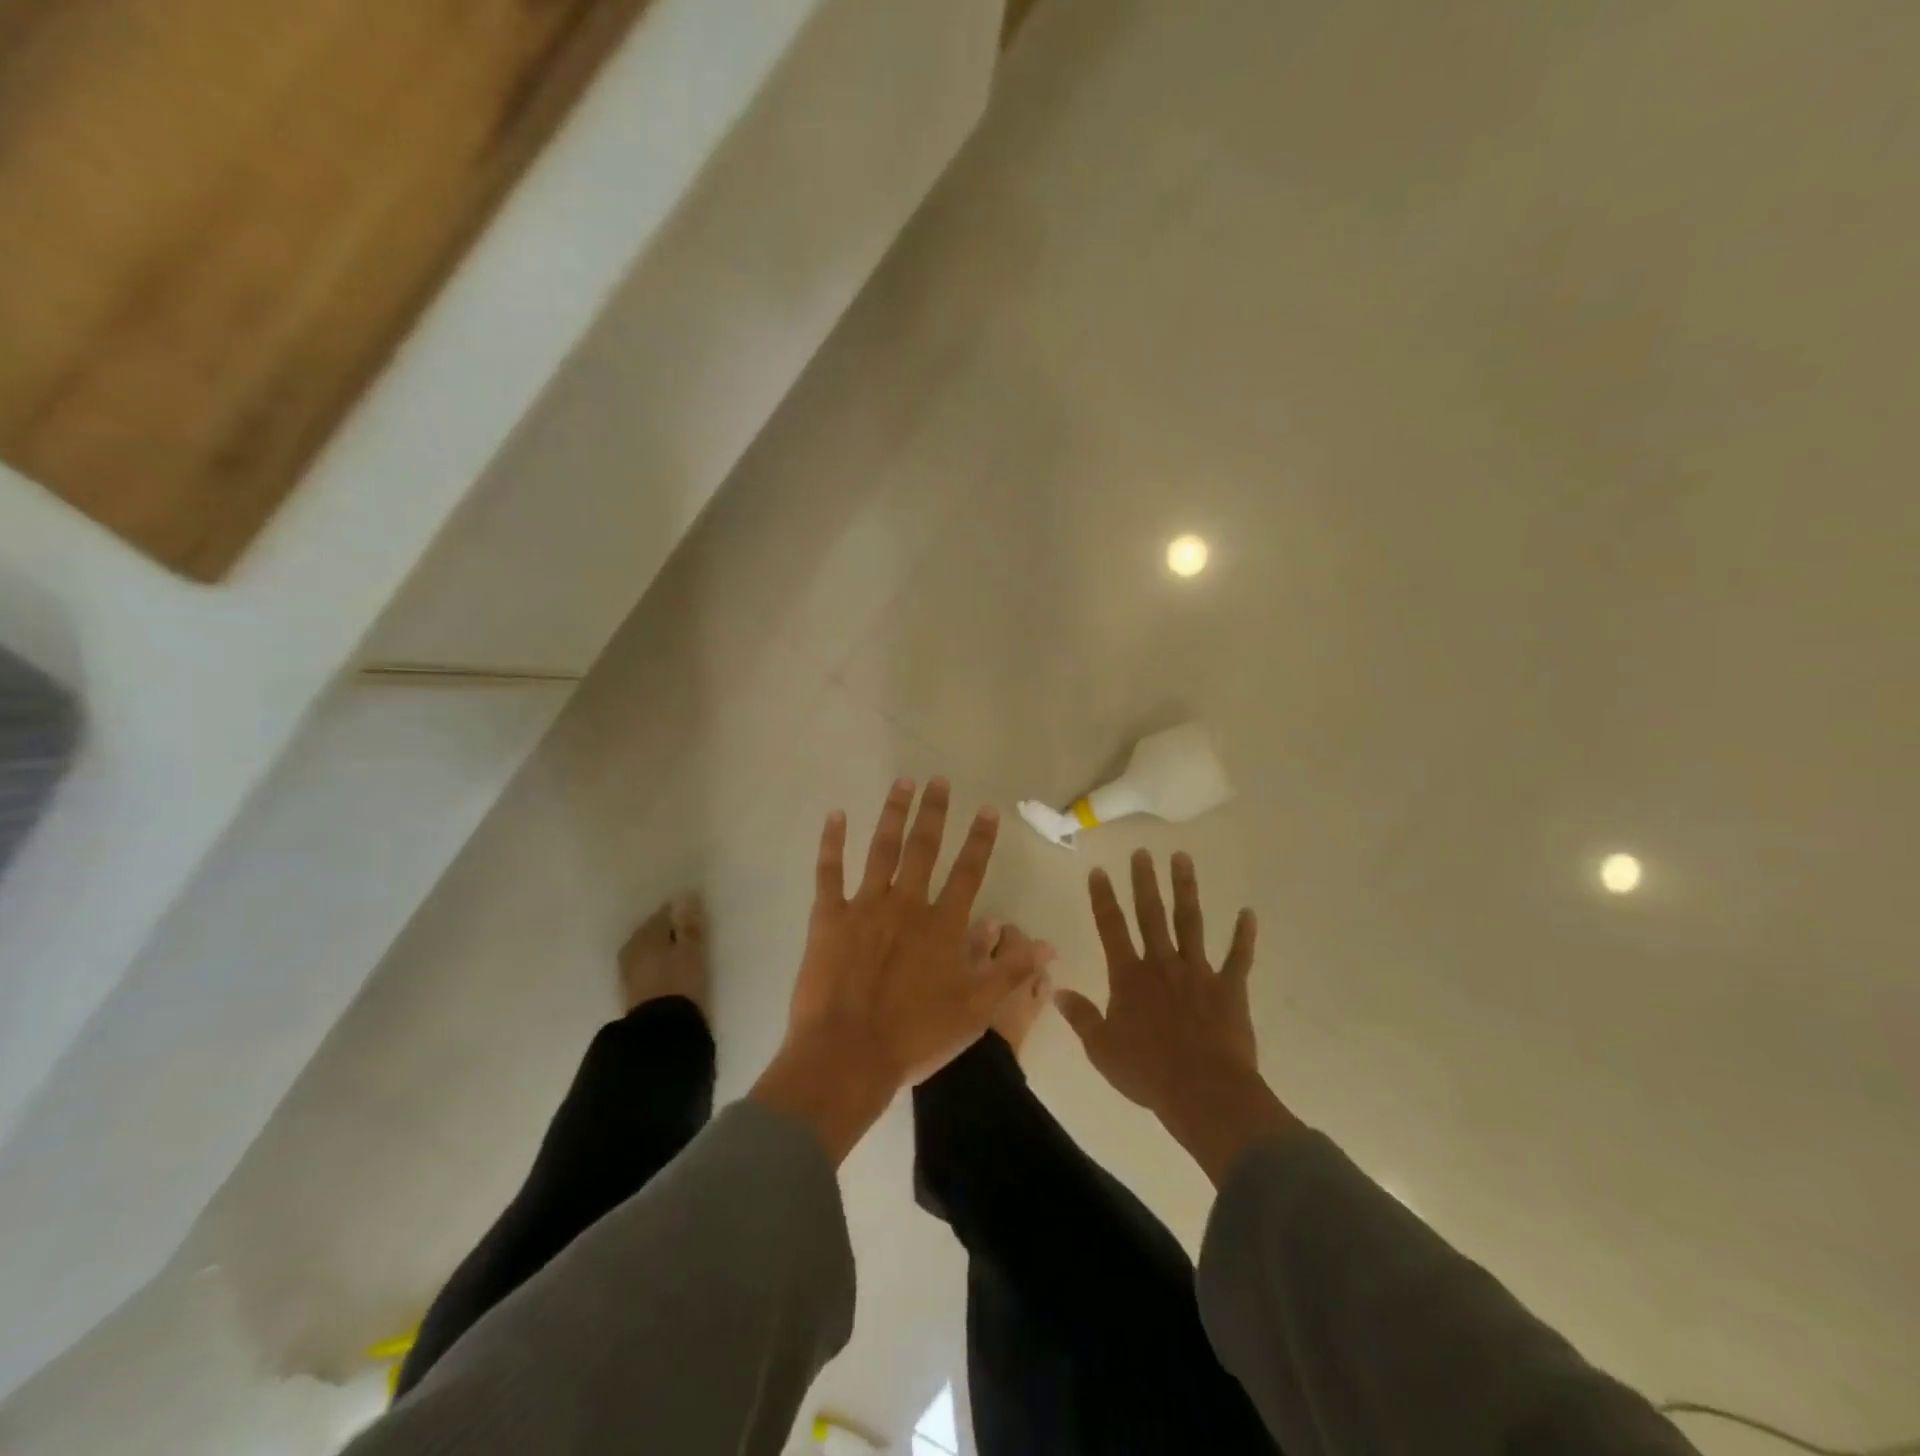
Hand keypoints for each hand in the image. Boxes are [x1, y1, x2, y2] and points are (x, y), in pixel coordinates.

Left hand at [751, 777, 1038, 1162]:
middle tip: (938, 780)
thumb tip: (1049, 945)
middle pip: (924, 848)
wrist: (848, 1055)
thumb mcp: (975, 1010)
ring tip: (902, 783)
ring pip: (882, 849)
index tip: (987, 810)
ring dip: (893, 814)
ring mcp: (865, 906)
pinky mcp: (829, 917)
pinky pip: (830, 872)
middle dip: (934, 812)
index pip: (968, 872)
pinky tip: (836, 815)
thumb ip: (1011, 972)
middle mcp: (907, 904)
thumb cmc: (915, 1036)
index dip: (980, 840)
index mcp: (942, 925)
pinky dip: (832, 842)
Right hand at [1056, 850, 1299, 1184]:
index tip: (1099, 870)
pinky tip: (1248, 913)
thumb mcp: (1102, 1049)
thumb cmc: (1147, 1071)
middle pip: (1151, 914)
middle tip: (1142, 852)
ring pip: (1190, 922)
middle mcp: (1162, 964)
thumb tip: (1057, 991)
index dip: (1103, 898)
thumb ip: (1081, 1017)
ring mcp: (1198, 972)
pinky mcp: (1229, 988)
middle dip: (1144, 881)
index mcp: (1129, 977)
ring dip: (1186, 889)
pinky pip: (1239, 957)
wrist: (1204, 1092)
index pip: (1111, 928)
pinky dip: (1244, 936)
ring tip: (1182, 858)